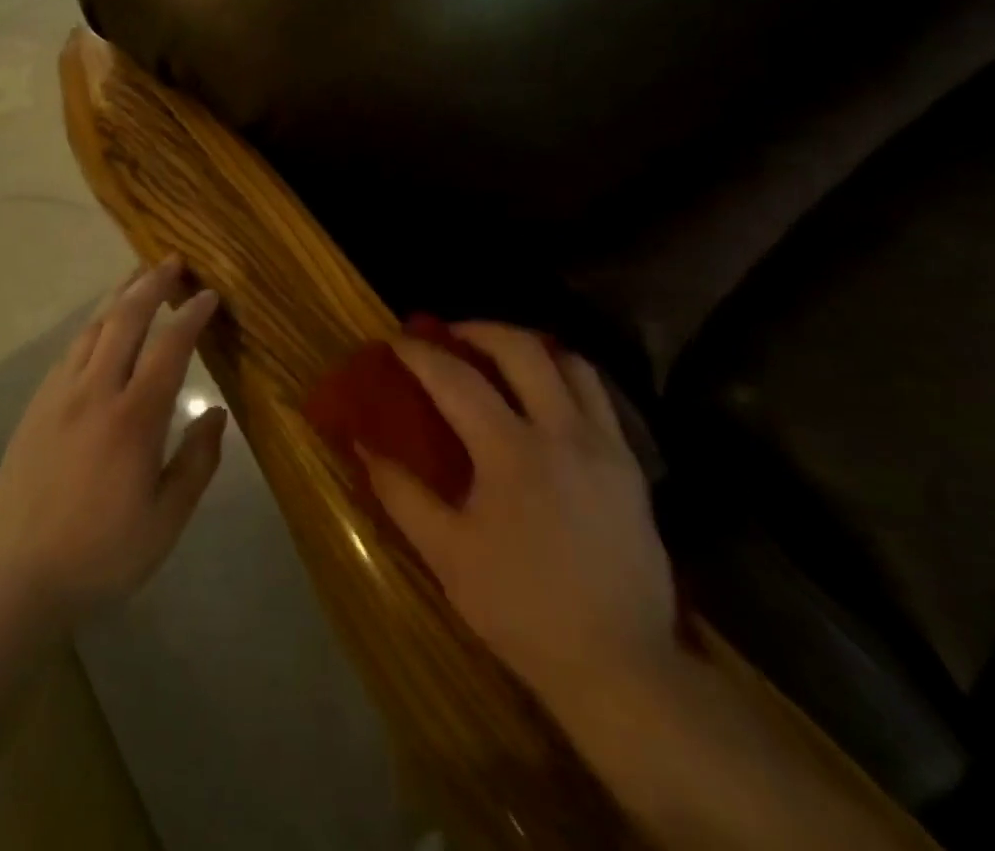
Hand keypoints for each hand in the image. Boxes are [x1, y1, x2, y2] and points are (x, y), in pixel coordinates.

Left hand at [0, 257, 228, 623]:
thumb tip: (216, 413)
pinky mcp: (36, 406)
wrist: (17, 578)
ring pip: (93, 328)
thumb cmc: (102, 554)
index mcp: (134, 418)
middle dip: (151, 284)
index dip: (191, 315)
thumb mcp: (166, 520)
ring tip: (137, 276)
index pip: (169, 347)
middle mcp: (95, 392)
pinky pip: (69, 350)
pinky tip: (100, 326)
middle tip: (172, 262)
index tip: (208, 295)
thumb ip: (198, 462)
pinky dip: (93, 326)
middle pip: (125, 319)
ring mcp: (59, 395)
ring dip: (119, 296)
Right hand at [359, 324, 677, 724]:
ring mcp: (605, 445)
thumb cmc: (522, 609)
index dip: (421, 354)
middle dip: (479, 329)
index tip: (397, 341)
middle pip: (522, 349)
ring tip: (502, 358)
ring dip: (530, 348)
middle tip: (450, 336)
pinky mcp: (631, 465)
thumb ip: (401, 494)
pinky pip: (598, 396)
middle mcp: (563, 432)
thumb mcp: (447, 555)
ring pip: (571, 363)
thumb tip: (364, 446)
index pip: (457, 379)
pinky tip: (547, 399)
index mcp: (511, 452)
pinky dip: (566, 377)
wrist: (620, 665)